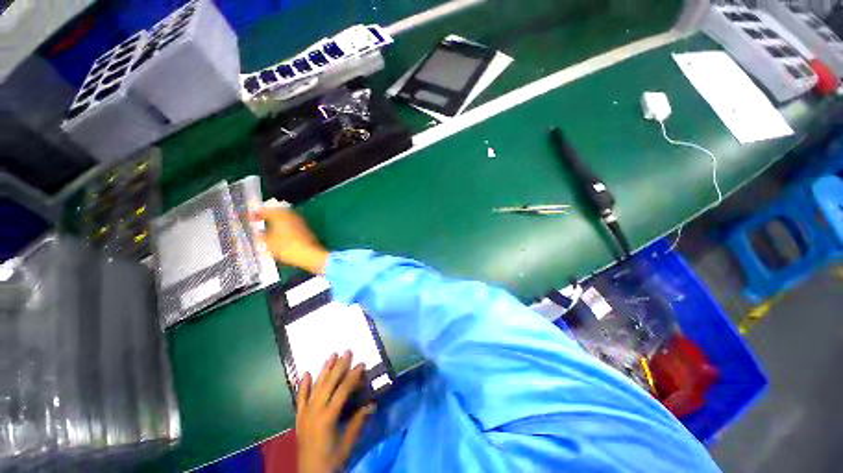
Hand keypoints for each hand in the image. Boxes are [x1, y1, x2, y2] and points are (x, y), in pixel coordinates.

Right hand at [253, 207, 328, 273]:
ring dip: (277, 220)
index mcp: (279, 215)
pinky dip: (284, 225)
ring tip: (268, 227)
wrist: (310, 254)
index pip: (265, 211)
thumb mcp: (268, 243)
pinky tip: (280, 232)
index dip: (256, 214)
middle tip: (259, 220)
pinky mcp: (305, 228)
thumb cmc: (286, 247)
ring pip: (285, 217)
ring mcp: (300, 220)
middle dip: (268, 215)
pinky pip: (291, 223)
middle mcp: (290, 214)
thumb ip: (262, 235)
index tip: (249, 218)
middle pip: (277, 212)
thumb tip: (259, 232)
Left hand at [296, 351, 373, 472]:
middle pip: (328, 383)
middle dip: (339, 366)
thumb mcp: (348, 442)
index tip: (361, 364)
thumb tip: (372, 404)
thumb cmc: (332, 460)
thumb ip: (359, 421)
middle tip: (347, 351)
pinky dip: (303, 385)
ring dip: (324, 370)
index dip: (353, 376)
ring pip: (315, 387)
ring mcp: (305, 414)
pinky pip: (300, 398)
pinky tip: (306, 373)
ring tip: (331, 355)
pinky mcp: (299, 418)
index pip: (343, 390)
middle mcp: (314, 412)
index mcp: (328, 418)